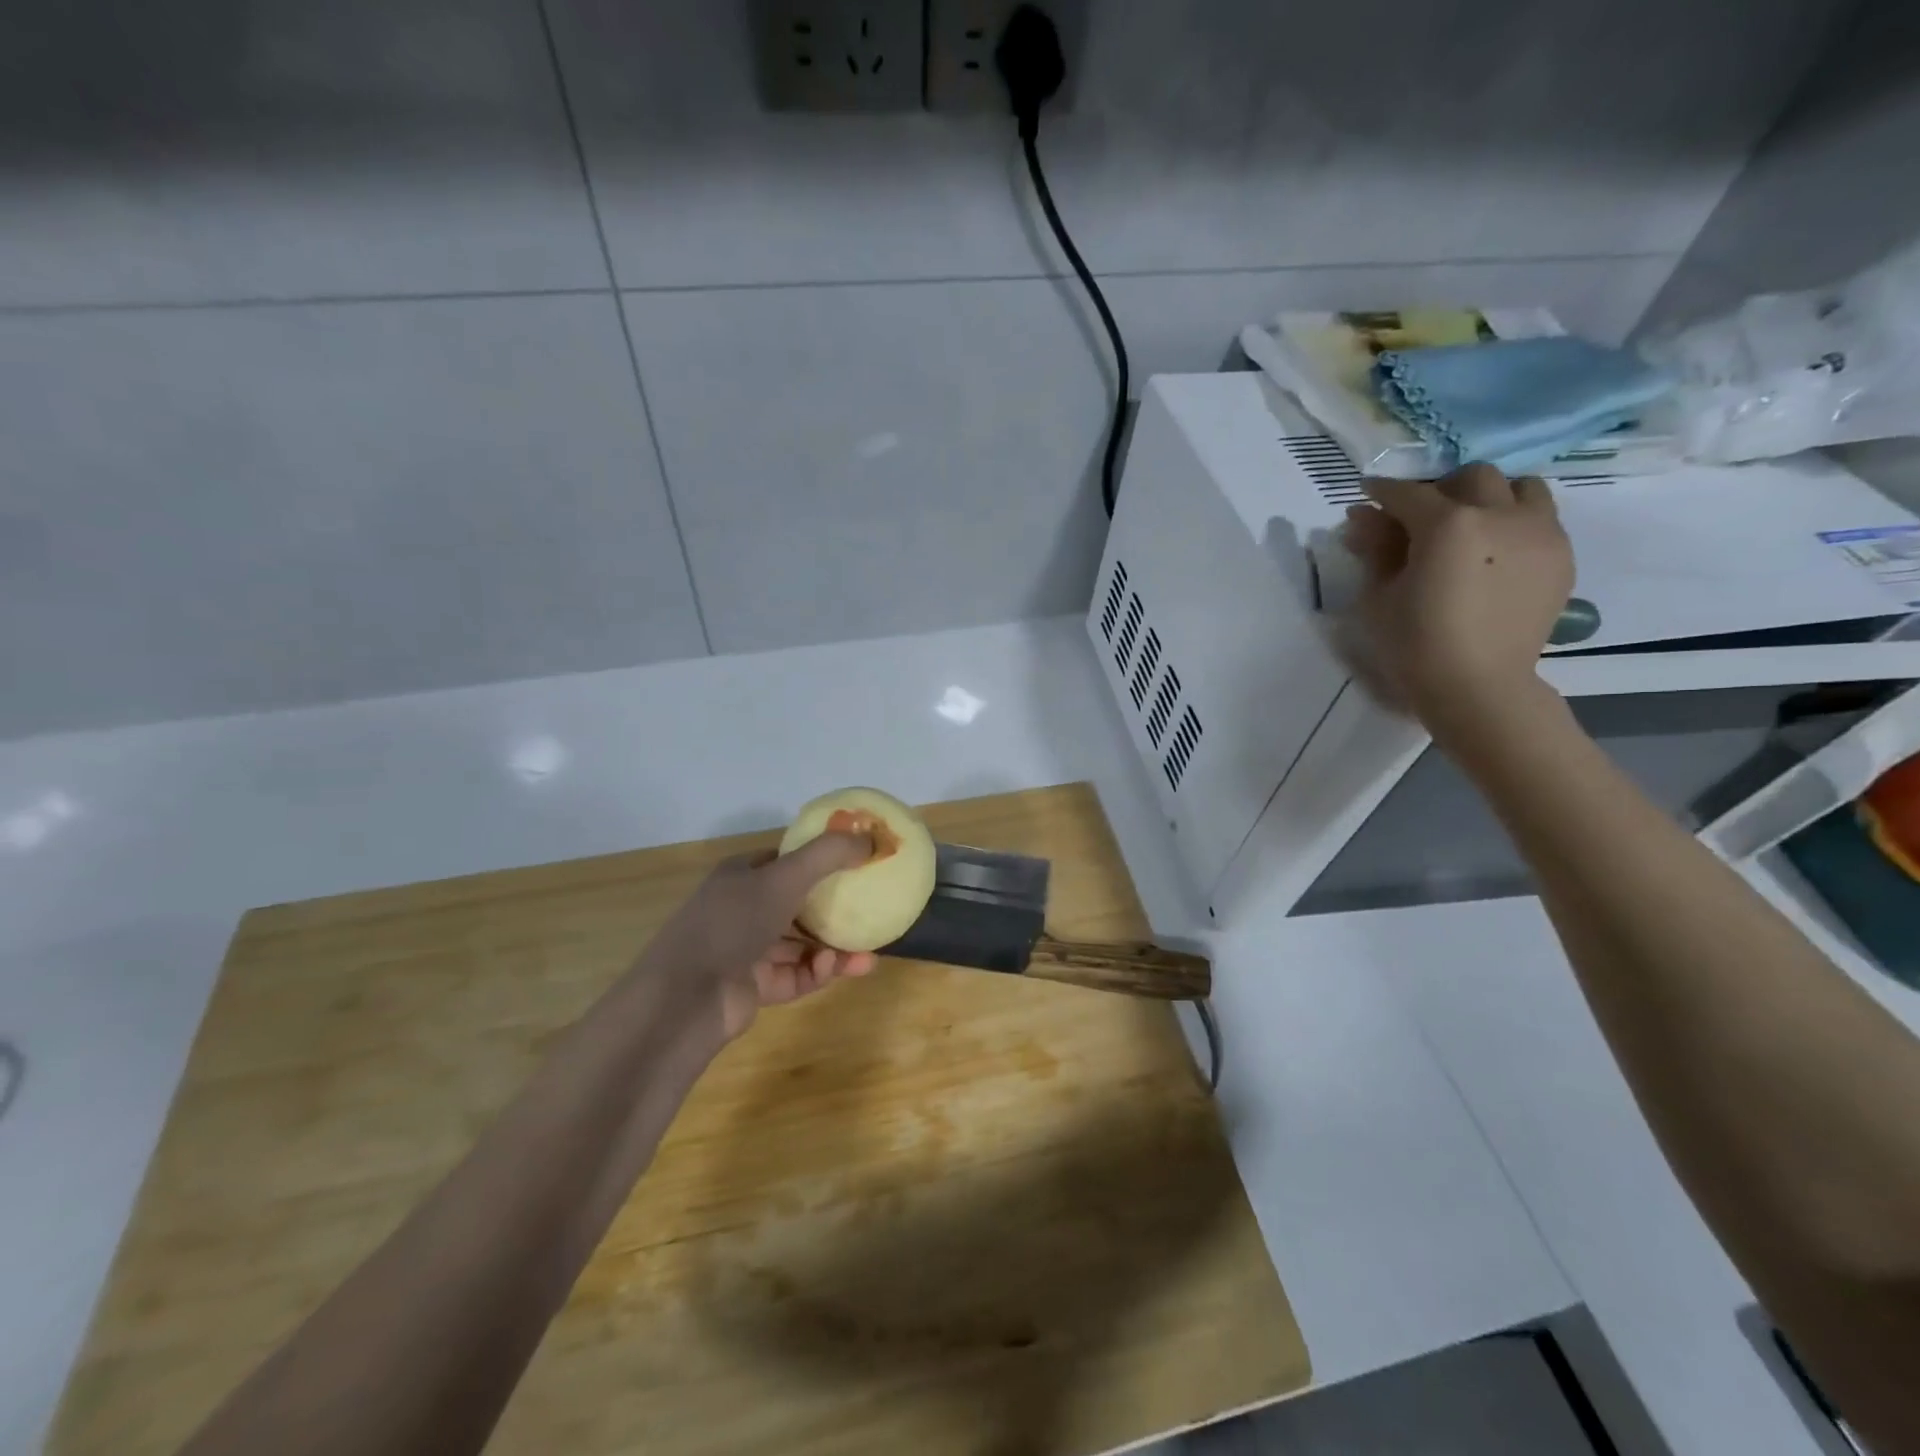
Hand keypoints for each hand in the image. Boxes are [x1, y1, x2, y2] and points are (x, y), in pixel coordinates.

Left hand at [639, 833, 878, 1042]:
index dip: (819, 858)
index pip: (785, 860)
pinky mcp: (754, 986)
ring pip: (800, 944)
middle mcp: (742, 909)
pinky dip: (818, 971)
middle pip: (797, 903)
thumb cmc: (734, 922)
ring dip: (833, 948)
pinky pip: (796, 974)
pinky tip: (838, 969)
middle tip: (869, 911)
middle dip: (834, 909)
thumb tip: (872, 840)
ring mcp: (746, 950)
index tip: (856, 863)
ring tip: (867, 954)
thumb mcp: (785, 877)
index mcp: (741, 875)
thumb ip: (829, 855)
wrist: (688, 996)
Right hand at [1339, 463, 1574, 739]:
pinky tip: (1495, 555)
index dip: (1383, 491)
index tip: (1368, 493)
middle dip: (1442, 489)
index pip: (1408, 493)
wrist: (1478, 685)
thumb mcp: (1378, 596)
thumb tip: (1363, 517)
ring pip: (1520, 487)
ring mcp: (1540, 532)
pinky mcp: (1561, 555)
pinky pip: (1541, 519)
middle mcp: (1500, 514)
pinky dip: (1515, 523)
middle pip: (1472, 477)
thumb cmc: (1414, 644)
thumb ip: (1374, 548)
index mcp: (1447, 524)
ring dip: (1490, 497)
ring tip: (1471, 527)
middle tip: (1421, 516)